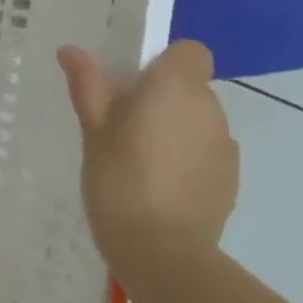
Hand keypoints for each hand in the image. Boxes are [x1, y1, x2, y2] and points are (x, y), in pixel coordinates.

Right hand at [59, 40, 239, 276]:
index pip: (190, 52)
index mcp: (175, 87)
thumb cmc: (119, 179)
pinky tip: (161, 186)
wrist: (162, 252)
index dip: (164, 63)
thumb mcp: (93, 130)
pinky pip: (207, 153)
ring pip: (200, 121)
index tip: (133, 86)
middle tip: (124, 127)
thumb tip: (71, 50)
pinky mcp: (230, 180)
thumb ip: (87, 85)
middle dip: (163, 99)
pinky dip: (188, 159)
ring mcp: (225, 146)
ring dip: (176, 129)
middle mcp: (209, 108)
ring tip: (141, 161)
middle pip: (191, 87)